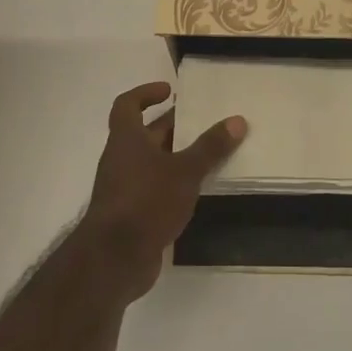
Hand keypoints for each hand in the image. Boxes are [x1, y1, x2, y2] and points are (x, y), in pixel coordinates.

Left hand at [82, 81, 245, 302]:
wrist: (115, 259)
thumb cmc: (146, 201)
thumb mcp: (184, 171)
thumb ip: (210, 147)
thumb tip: (237, 120)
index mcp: (126, 139)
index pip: (127, 105)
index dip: (145, 93)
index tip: (170, 91)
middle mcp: (121, 159)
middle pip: (145, 134)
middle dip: (172, 126)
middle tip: (204, 122)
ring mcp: (124, 188)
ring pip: (152, 162)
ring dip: (176, 156)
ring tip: (209, 154)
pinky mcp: (132, 214)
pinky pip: (155, 188)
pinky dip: (174, 184)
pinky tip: (198, 190)